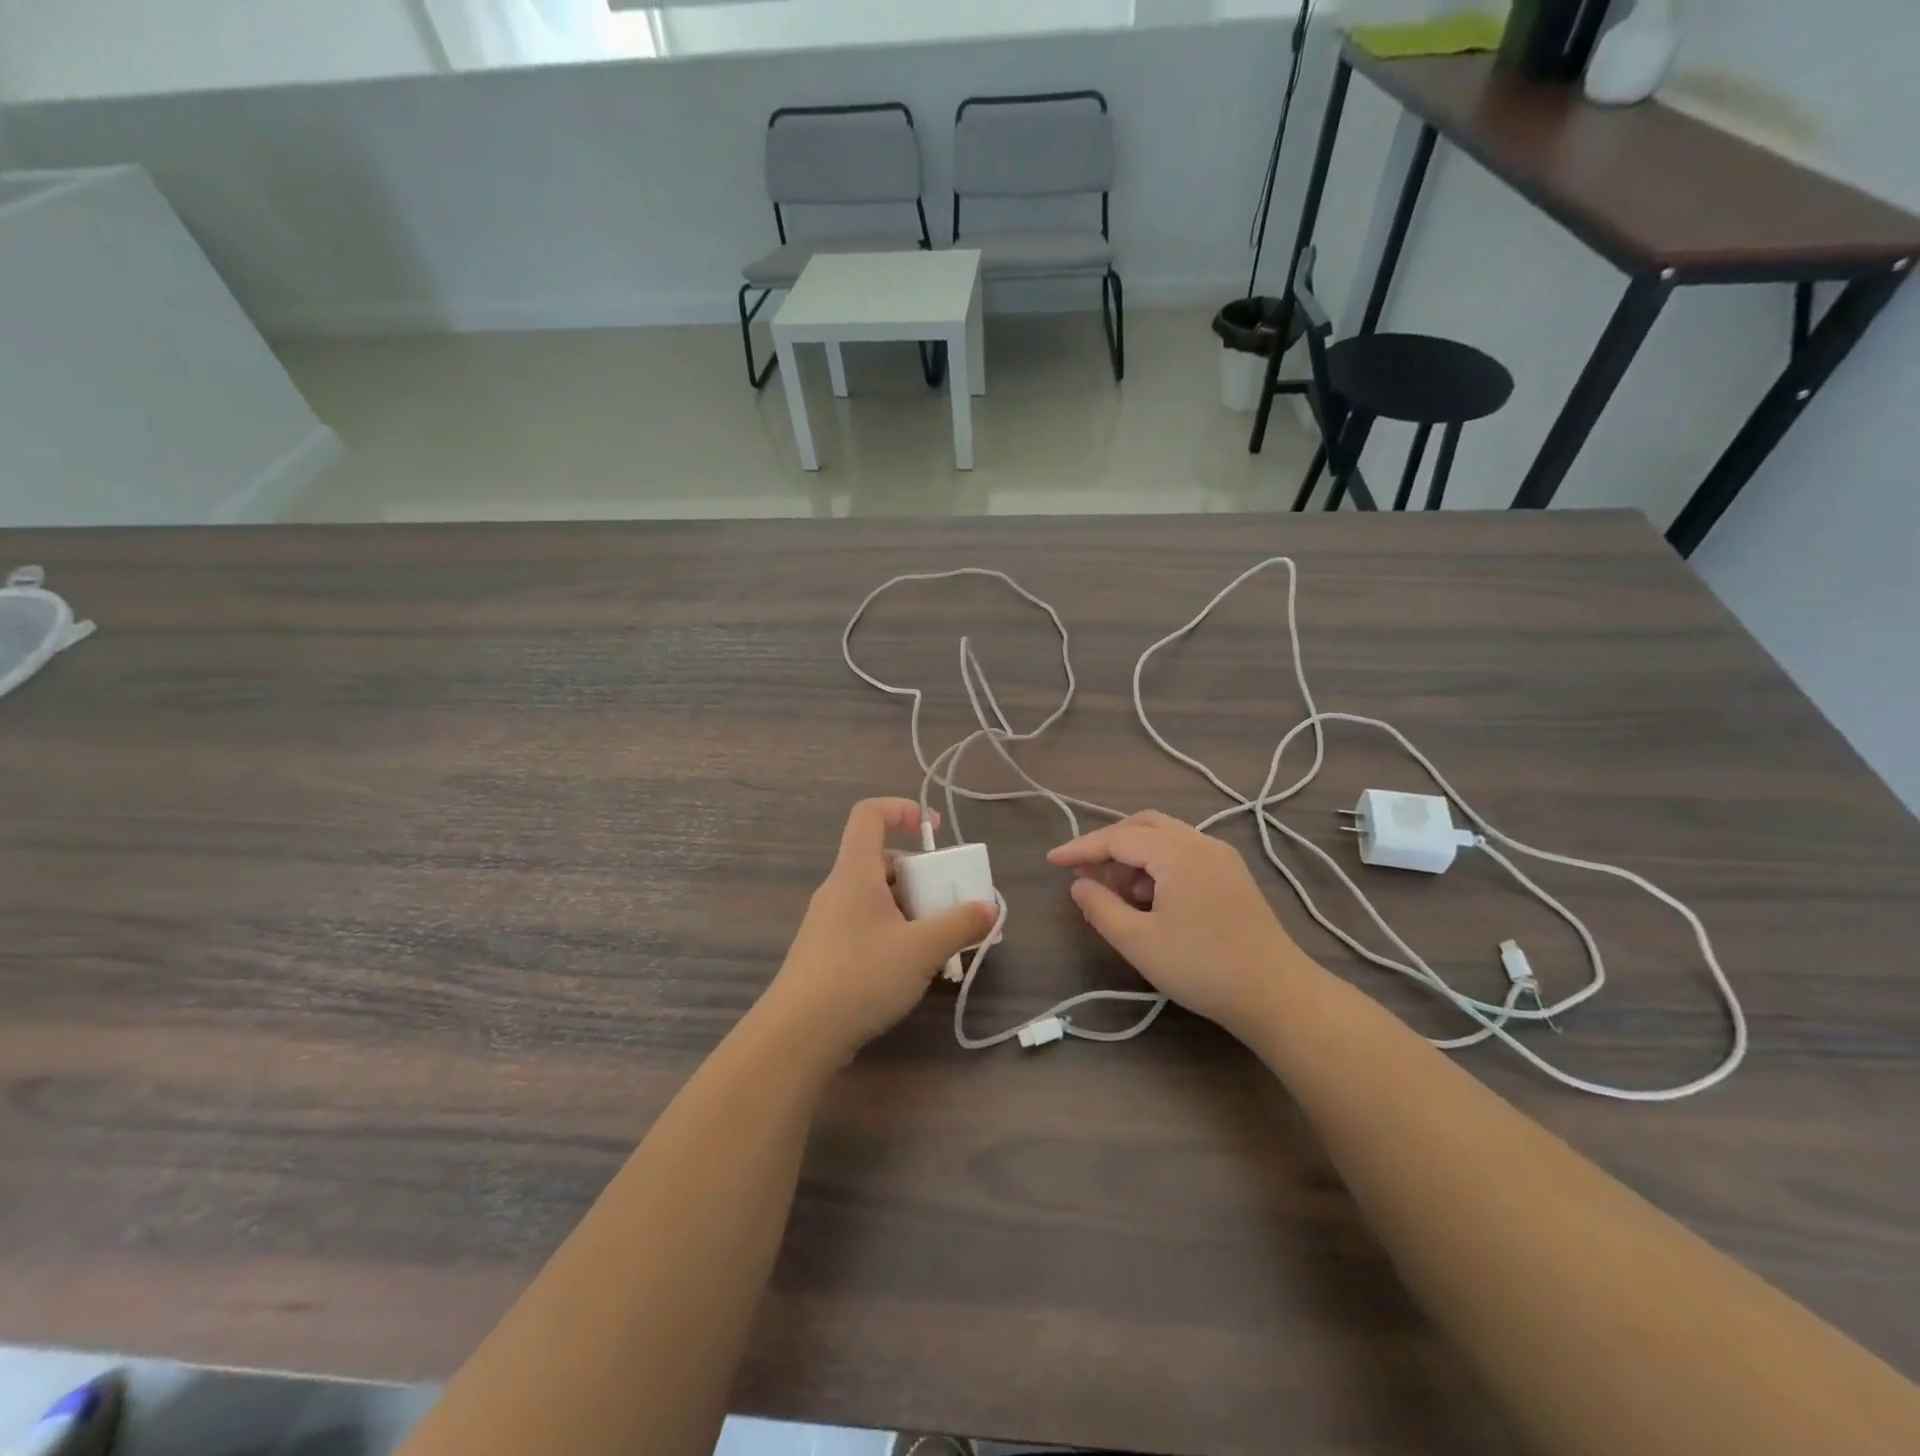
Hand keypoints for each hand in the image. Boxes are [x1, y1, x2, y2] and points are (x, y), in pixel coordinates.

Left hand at [758, 798, 996, 1065]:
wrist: (797, 1036)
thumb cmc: (861, 976)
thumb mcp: (922, 949)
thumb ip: (960, 925)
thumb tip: (990, 908)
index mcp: (855, 871)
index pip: (870, 814)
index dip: (903, 809)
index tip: (934, 831)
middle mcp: (838, 888)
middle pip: (881, 860)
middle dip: (921, 875)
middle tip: (948, 902)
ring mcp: (828, 921)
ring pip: (876, 896)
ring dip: (910, 908)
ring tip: (938, 941)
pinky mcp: (825, 952)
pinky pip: (866, 924)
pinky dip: (893, 931)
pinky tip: (910, 967)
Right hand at [1048, 811, 1308, 1036]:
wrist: (1277, 994)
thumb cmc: (1202, 967)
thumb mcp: (1139, 942)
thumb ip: (1101, 908)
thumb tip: (1079, 884)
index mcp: (1178, 852)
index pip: (1118, 838)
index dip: (1081, 848)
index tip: (1051, 860)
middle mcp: (1201, 843)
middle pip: (1143, 825)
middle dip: (1109, 845)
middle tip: (1085, 873)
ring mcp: (1221, 858)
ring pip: (1165, 839)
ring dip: (1134, 858)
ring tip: (1118, 896)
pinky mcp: (1233, 876)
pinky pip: (1184, 855)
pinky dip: (1157, 867)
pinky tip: (1150, 902)